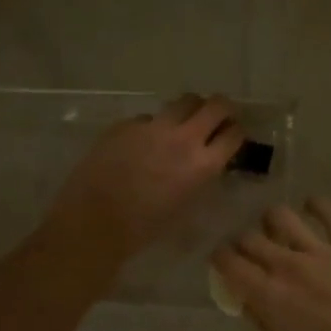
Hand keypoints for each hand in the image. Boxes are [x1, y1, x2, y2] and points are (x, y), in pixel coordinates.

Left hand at [48, 94, 244, 265]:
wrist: (94, 221)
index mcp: (202, 165)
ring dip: (190, 110)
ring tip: (182, 123)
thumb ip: (201, 179)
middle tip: (217, 117)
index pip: (233, 134)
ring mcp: (152, 126)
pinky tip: (142, 143)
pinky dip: (153, 125)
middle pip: (215, 105)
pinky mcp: (126, 124)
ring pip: (183, 102)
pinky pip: (148, 117)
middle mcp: (183, 138)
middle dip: (222, 109)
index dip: (236, 132)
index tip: (232, 135)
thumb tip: (205, 163)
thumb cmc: (143, 228)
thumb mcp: (186, 207)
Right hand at [212, 198, 330, 330]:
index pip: (228, 263)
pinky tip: (312, 208)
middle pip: (250, 237)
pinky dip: (316, 206)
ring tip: (278, 228)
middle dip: (242, 242)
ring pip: (282, 216)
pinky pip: (329, 213)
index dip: (219, 258)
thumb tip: (251, 303)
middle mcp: (287, 266)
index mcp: (268, 295)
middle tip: (249, 251)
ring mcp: (320, 251)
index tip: (221, 262)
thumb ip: (265, 324)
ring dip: (273, 221)